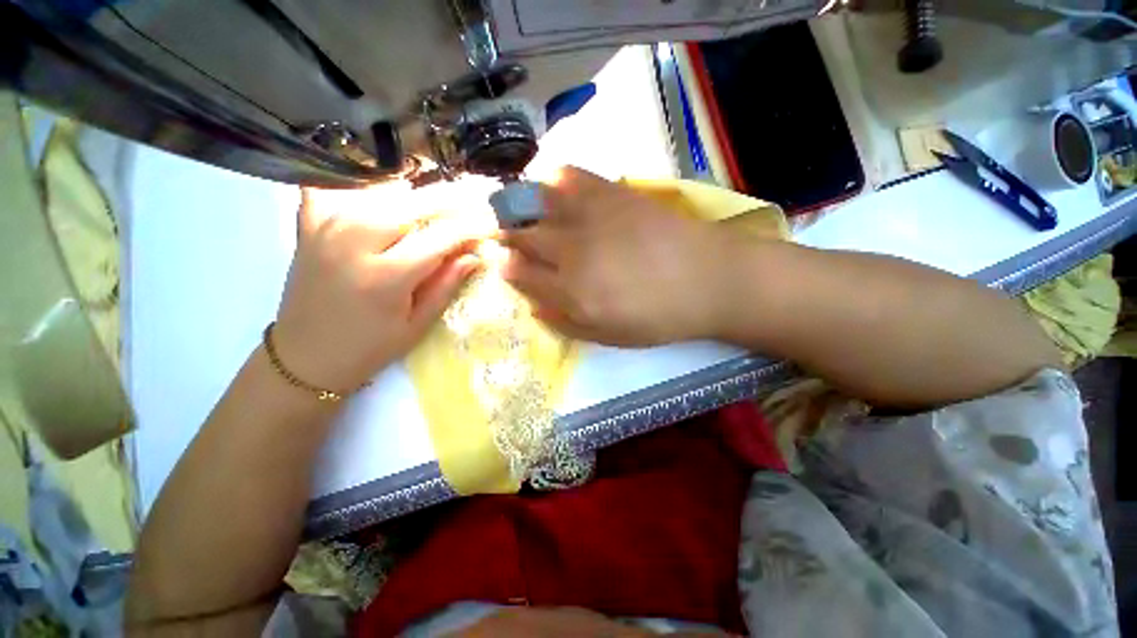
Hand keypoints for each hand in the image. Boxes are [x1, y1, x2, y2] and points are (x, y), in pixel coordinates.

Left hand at [272, 187, 480, 392]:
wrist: (305, 358)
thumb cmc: (369, 348)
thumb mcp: (417, 324)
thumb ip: (446, 285)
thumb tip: (475, 255)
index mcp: (385, 277)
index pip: (440, 236)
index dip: (471, 226)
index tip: (492, 222)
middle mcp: (353, 243)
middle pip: (412, 203)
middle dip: (450, 201)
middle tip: (474, 201)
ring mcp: (325, 228)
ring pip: (381, 192)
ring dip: (416, 194)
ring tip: (439, 202)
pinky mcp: (307, 226)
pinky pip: (335, 188)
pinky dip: (360, 185)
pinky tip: (380, 192)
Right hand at [502, 167, 737, 345]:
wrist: (708, 280)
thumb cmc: (659, 317)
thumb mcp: (609, 337)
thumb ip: (565, 323)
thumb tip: (531, 306)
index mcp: (573, 293)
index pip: (520, 273)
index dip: (503, 265)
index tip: (497, 259)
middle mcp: (574, 253)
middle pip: (523, 237)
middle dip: (504, 235)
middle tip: (500, 234)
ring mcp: (592, 218)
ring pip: (537, 204)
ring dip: (519, 206)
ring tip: (517, 209)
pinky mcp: (612, 193)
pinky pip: (570, 177)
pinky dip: (552, 179)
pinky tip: (551, 187)